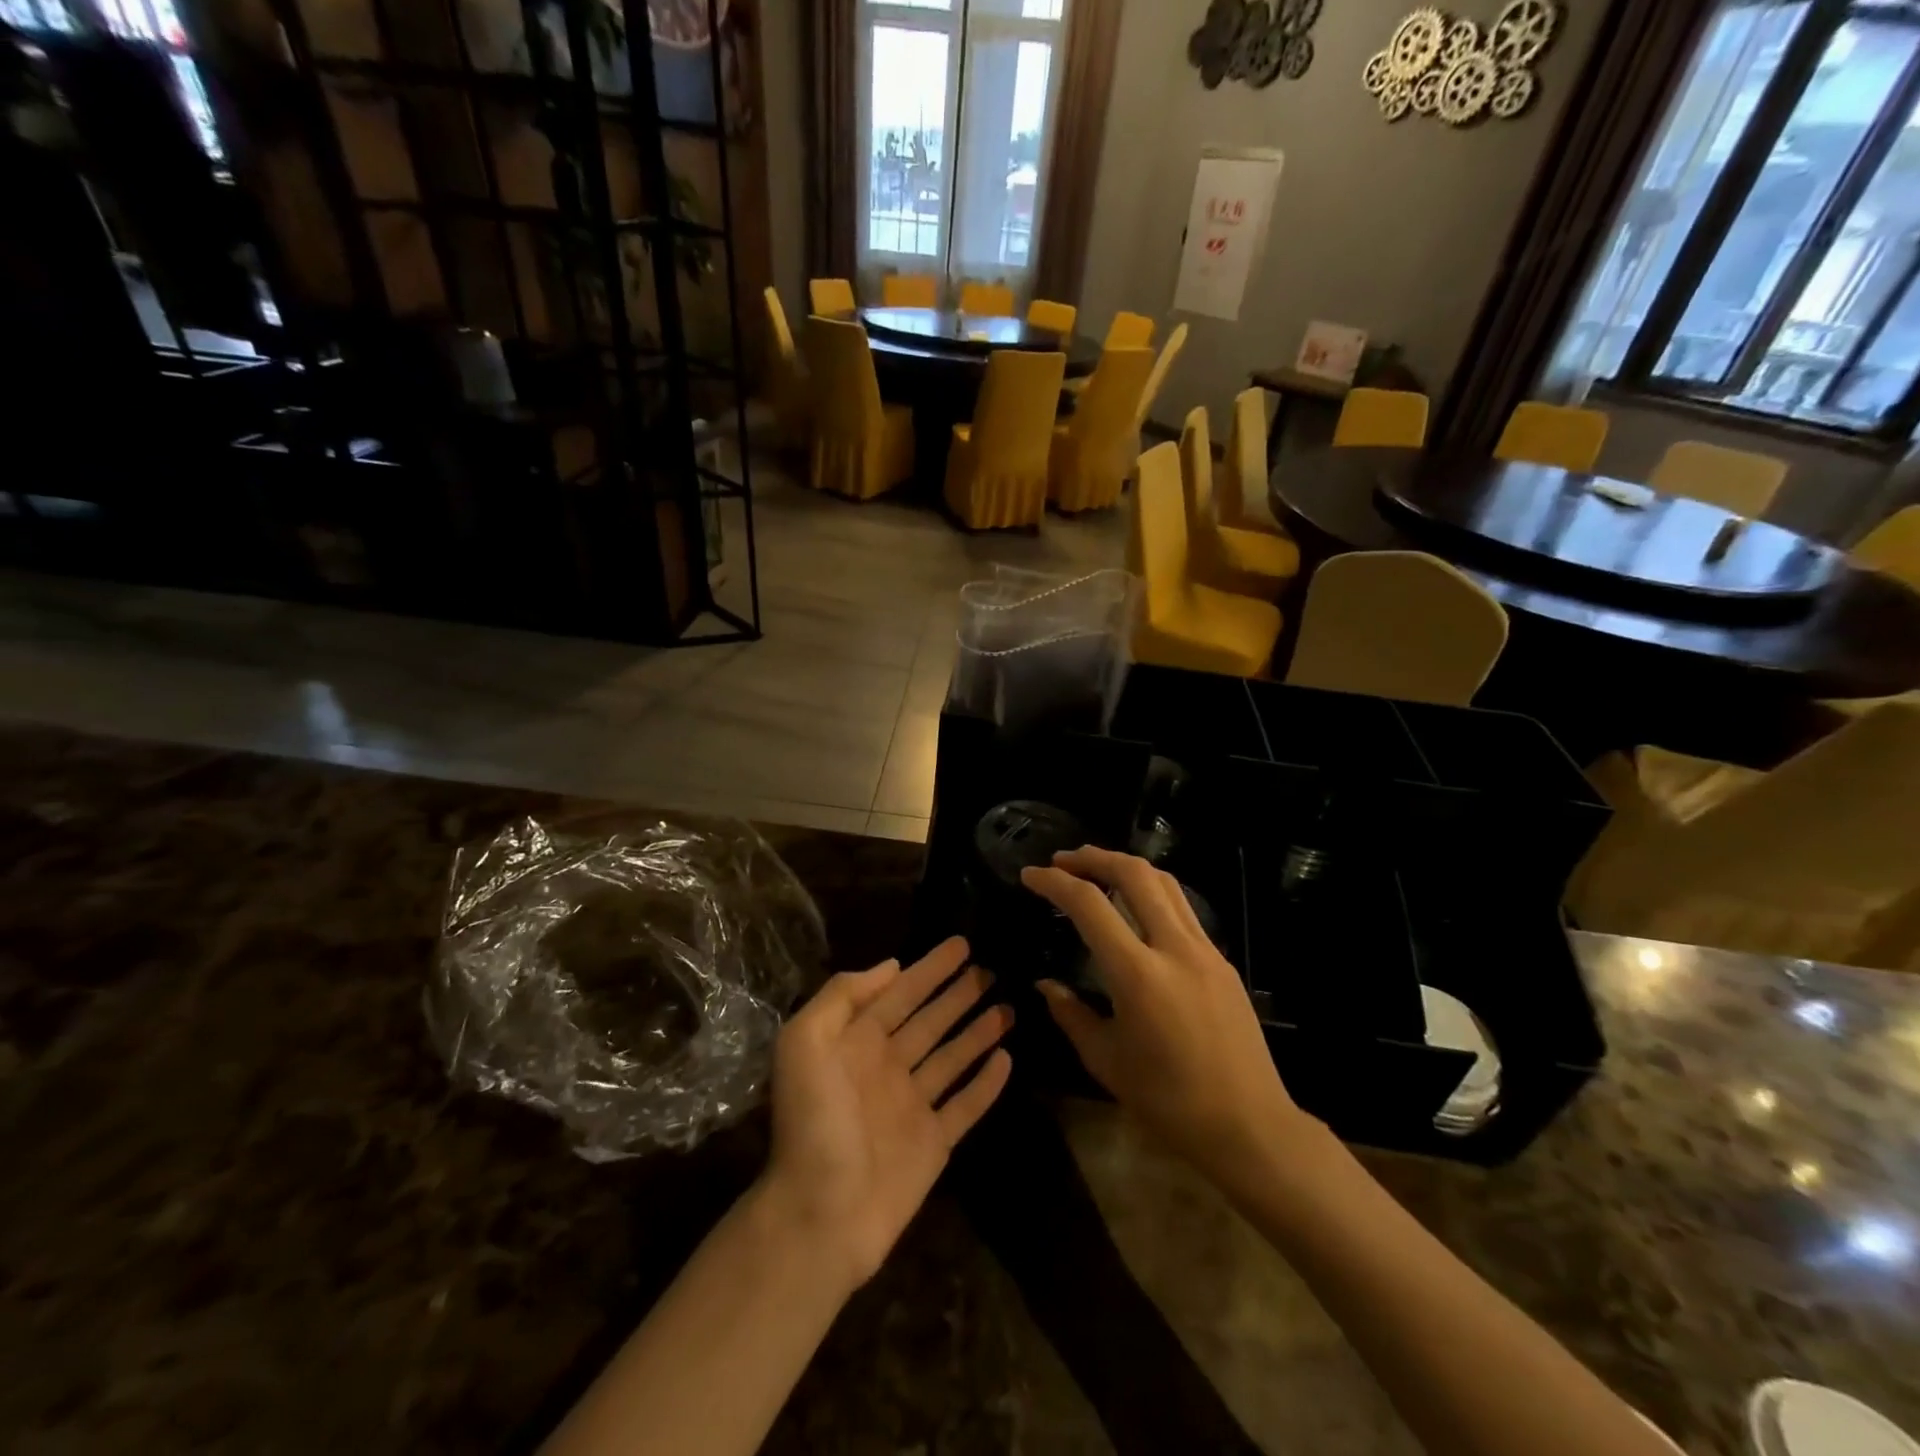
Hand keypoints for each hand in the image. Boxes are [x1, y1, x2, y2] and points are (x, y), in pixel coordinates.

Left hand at [758, 938, 1012, 1290]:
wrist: (820, 1217)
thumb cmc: (813, 1124)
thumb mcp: (804, 1044)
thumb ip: (842, 997)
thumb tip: (891, 967)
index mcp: (856, 1043)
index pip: (900, 994)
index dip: (929, 968)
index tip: (961, 944)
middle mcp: (886, 1068)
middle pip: (930, 1020)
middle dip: (957, 994)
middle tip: (990, 969)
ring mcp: (912, 1106)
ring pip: (952, 1057)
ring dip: (978, 1031)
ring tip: (1007, 1006)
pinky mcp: (934, 1143)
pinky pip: (966, 1105)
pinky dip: (986, 1084)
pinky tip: (1007, 1060)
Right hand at [1021, 847, 1319, 1180]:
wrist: (1250, 1127)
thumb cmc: (1169, 1102)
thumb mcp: (1106, 1061)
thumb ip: (1071, 1014)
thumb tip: (1045, 984)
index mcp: (1138, 975)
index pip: (1089, 905)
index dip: (1054, 882)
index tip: (1030, 876)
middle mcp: (1174, 949)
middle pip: (1134, 874)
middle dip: (1094, 857)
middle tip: (1063, 860)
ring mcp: (1204, 950)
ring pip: (1164, 883)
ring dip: (1125, 866)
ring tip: (1096, 869)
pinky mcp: (1222, 960)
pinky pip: (1182, 908)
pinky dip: (1151, 891)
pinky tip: (1135, 907)